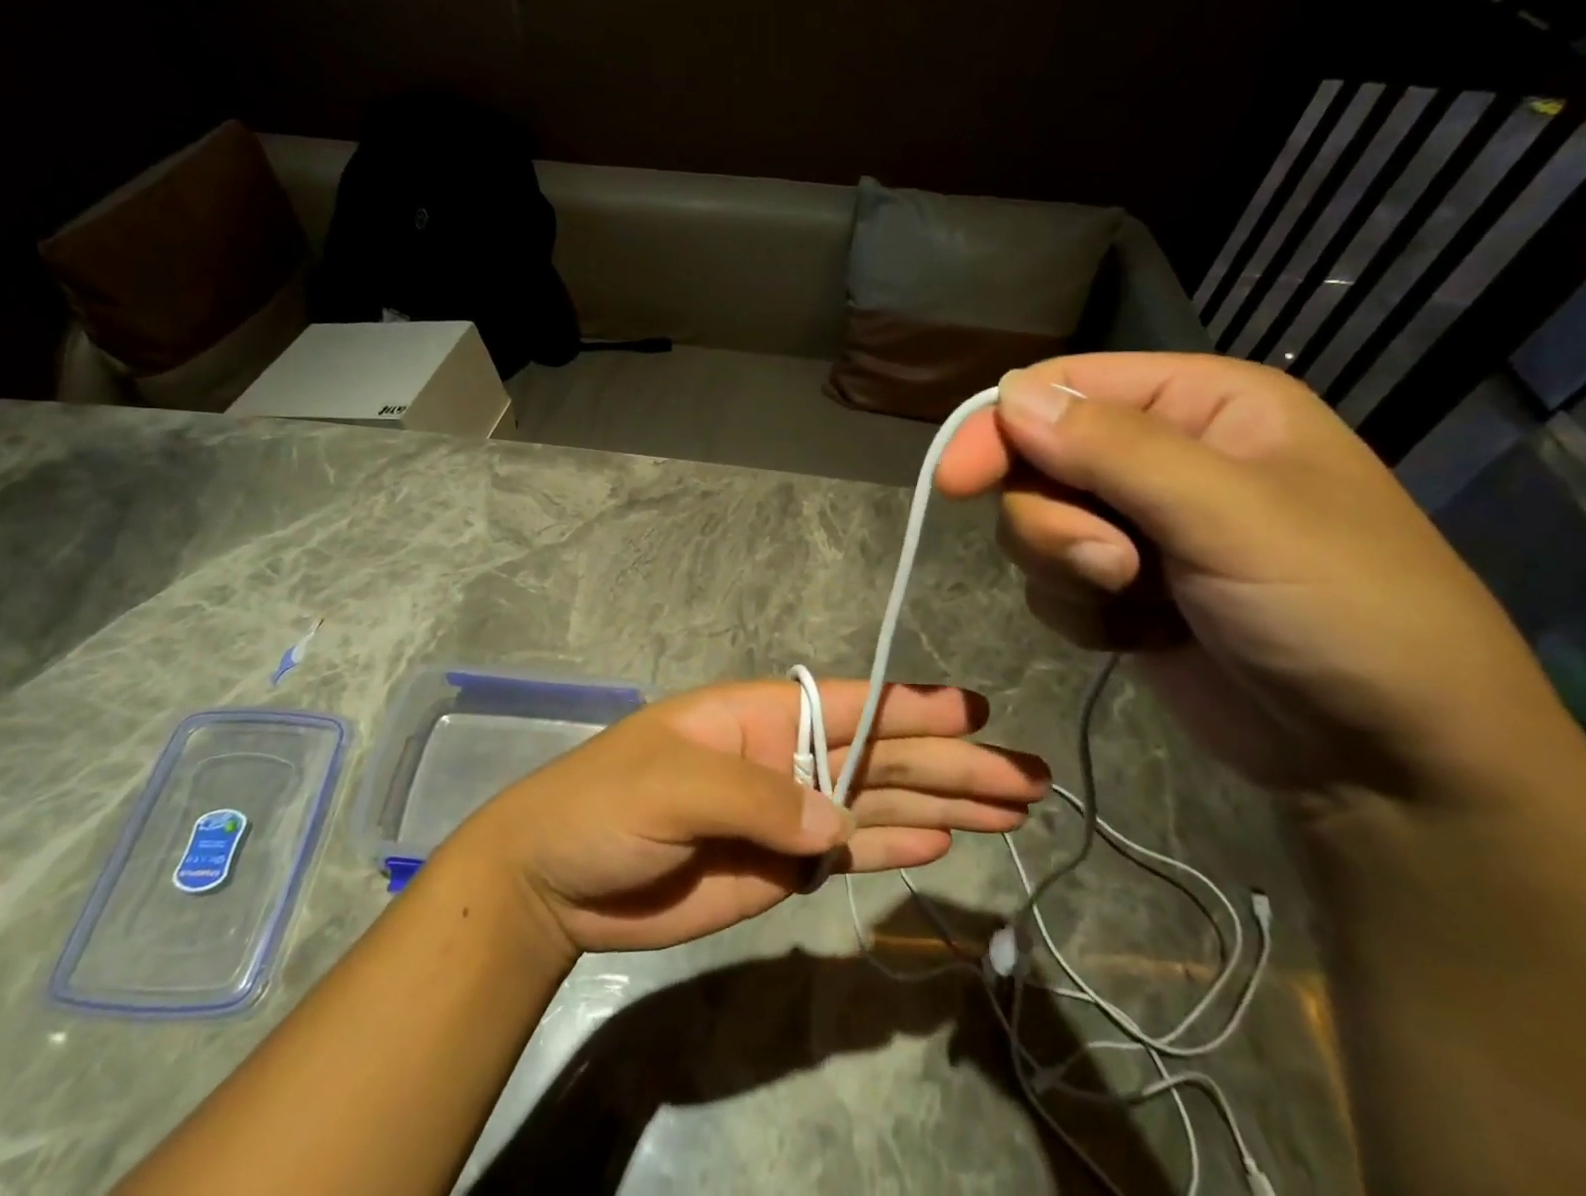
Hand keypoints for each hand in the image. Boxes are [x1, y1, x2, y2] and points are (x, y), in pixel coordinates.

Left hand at [449, 679, 1048, 954]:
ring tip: (1011, 810)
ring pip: (880, 802)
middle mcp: (787, 756)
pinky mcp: (783, 866)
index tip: (978, 712)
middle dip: (954, 763)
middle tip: (1029, 777)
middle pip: (883, 756)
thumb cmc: (605, 805)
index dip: (915, 708)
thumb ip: (757, 797)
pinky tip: (945, 841)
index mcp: (761, 716)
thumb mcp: (672, 784)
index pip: (853, 705)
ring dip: (944, 804)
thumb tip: (835, 822)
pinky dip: (897, 845)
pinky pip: (852, 849)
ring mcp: (789, 812)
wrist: (557, 879)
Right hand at [934, 353, 1563, 806]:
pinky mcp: (1121, 589)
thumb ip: (1114, 448)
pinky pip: (1050, 581)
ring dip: (1065, 569)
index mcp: (1199, 404)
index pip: (1062, 388)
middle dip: (1053, 521)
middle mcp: (1161, 454)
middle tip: (1109, 567)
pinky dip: (1078, 612)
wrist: (1388, 763)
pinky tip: (1136, 635)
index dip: (1001, 427)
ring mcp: (1138, 526)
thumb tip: (1009, 394)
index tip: (956, 482)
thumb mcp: (1231, 517)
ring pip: (1034, 524)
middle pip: (1035, 459)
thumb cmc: (1340, 612)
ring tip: (1134, 604)